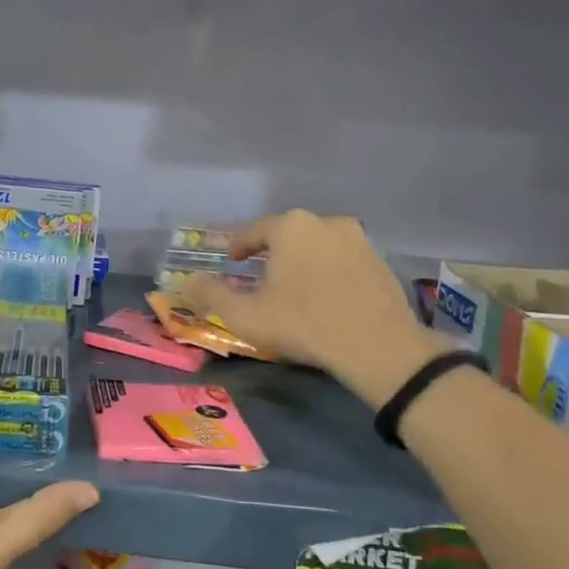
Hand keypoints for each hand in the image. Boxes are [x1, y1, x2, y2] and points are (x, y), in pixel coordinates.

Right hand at [179, 211, 443, 399]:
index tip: (231, 261)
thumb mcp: (245, 315)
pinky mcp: (381, 261)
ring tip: (294, 287)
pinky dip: (330, 272)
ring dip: (303, 261)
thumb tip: (186, 282)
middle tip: (260, 276)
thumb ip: (211, 295)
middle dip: (272, 253)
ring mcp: (359, 240)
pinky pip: (344, 261)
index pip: (255, 231)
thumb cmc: (303, 324)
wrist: (377, 346)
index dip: (239, 246)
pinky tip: (325, 297)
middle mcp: (325, 222)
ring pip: (318, 246)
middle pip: (289, 235)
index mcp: (290, 227)